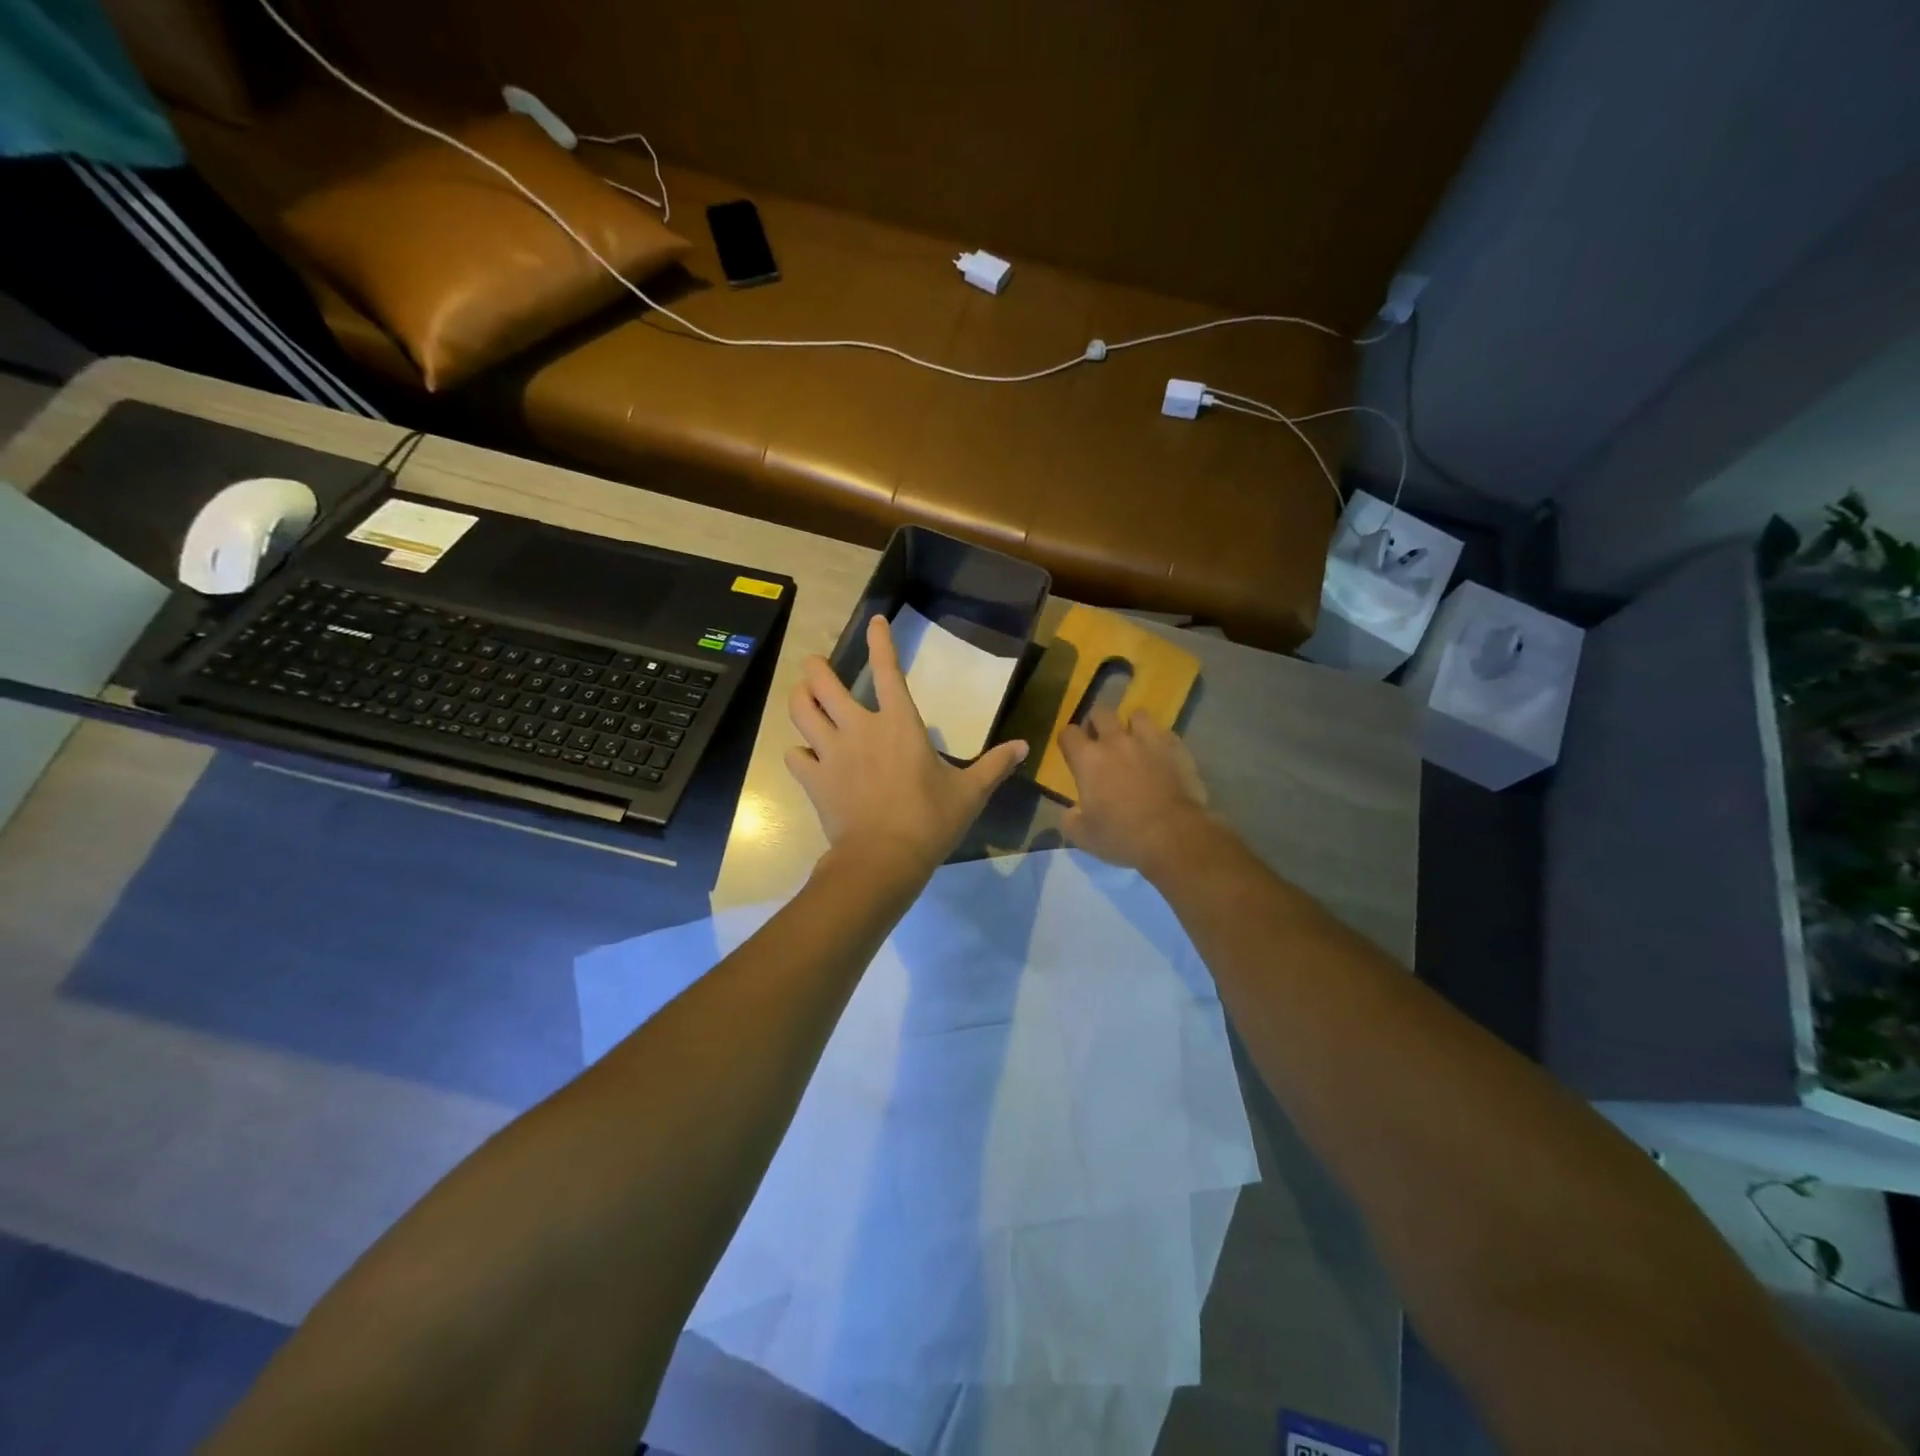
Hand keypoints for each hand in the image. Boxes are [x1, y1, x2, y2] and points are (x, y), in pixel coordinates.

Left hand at [787, 616, 1028, 877]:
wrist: (884, 859)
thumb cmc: (930, 820)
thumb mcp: (970, 792)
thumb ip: (994, 765)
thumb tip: (1024, 746)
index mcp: (899, 723)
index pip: (887, 670)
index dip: (880, 641)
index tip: (875, 621)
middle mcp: (859, 728)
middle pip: (823, 682)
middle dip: (815, 667)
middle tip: (816, 664)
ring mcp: (831, 752)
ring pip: (800, 710)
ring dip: (799, 697)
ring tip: (802, 694)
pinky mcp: (813, 779)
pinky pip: (795, 755)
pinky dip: (798, 751)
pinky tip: (805, 754)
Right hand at [1058, 707, 1214, 872]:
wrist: (1174, 836)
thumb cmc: (1122, 836)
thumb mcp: (1083, 836)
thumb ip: (1070, 819)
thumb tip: (1071, 811)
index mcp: (1088, 759)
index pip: (1068, 733)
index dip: (1067, 740)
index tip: (1071, 751)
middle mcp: (1116, 741)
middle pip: (1101, 712)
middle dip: (1097, 723)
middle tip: (1100, 741)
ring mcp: (1149, 741)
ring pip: (1137, 714)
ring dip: (1132, 726)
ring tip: (1134, 742)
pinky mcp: (1176, 748)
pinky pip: (1165, 732)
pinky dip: (1159, 741)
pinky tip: (1161, 755)